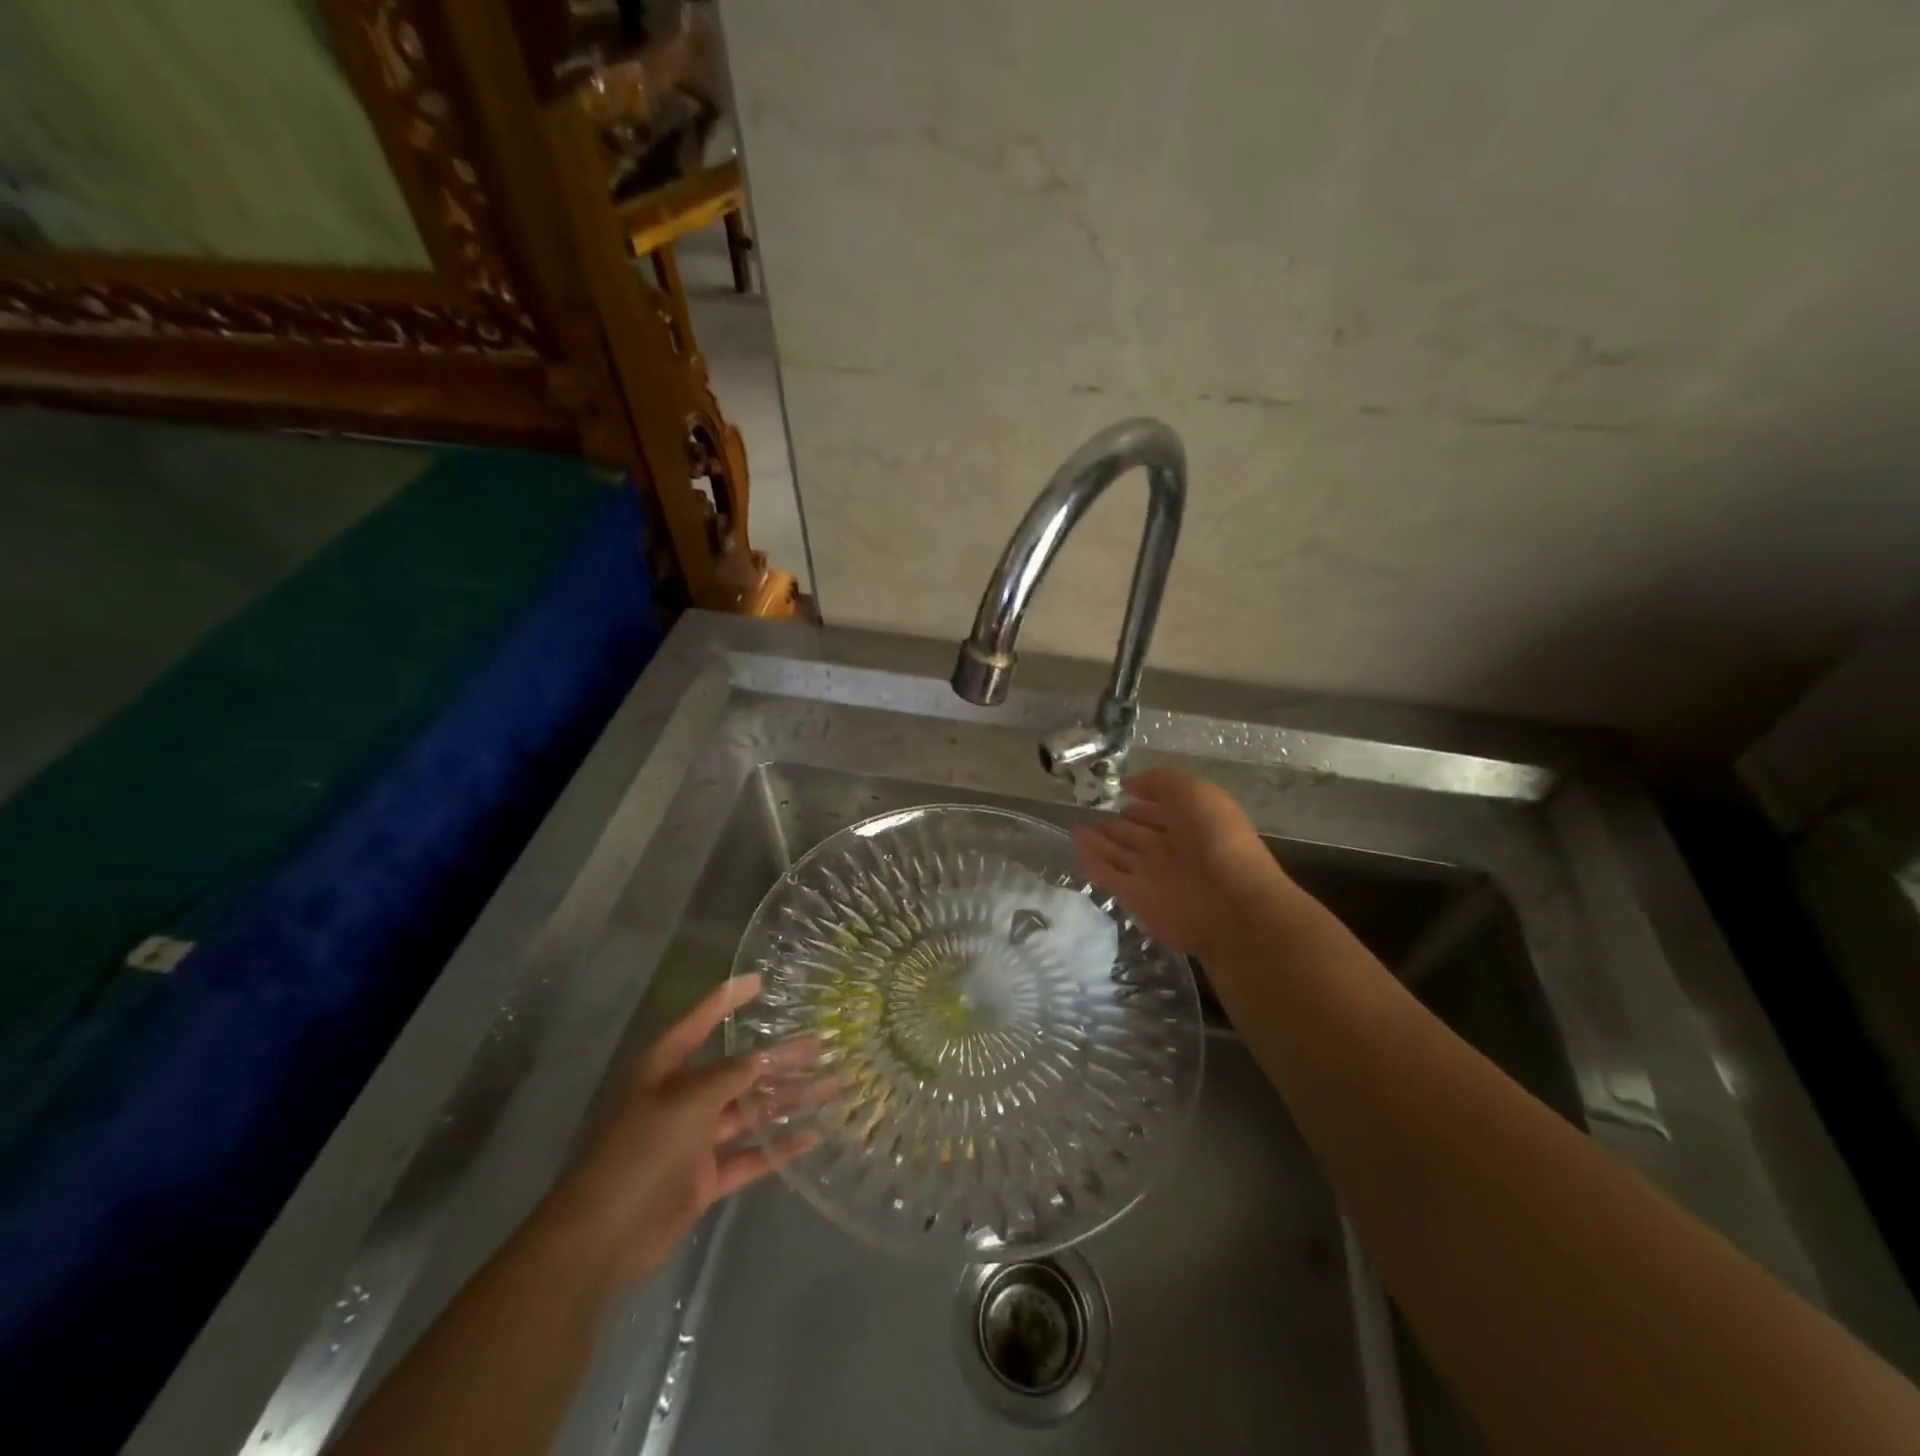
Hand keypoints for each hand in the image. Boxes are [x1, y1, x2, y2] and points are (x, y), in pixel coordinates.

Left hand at [540, 975, 818, 1286]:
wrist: (600, 1238)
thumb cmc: (640, 1151)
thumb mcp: (687, 1101)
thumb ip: (729, 1077)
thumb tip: (761, 1057)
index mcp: (666, 1068)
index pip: (701, 1021)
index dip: (728, 999)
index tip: (760, 980)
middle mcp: (683, 1097)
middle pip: (739, 1069)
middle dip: (780, 1057)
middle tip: (823, 1044)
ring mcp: (695, 1139)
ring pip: (750, 1111)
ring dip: (788, 1100)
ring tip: (832, 1088)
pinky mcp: (704, 1178)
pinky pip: (749, 1156)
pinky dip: (778, 1147)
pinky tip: (812, 1136)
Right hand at [1071, 767, 1291, 958]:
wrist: (1230, 904)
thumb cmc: (1217, 840)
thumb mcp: (1194, 793)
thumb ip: (1160, 782)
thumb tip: (1129, 784)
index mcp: (1190, 824)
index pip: (1160, 811)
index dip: (1142, 803)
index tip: (1120, 795)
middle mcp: (1171, 850)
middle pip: (1136, 835)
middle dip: (1115, 826)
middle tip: (1087, 817)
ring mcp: (1153, 875)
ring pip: (1119, 855)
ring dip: (1098, 843)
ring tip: (1074, 830)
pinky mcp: (1137, 898)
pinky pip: (1110, 877)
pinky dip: (1093, 865)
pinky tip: (1076, 852)